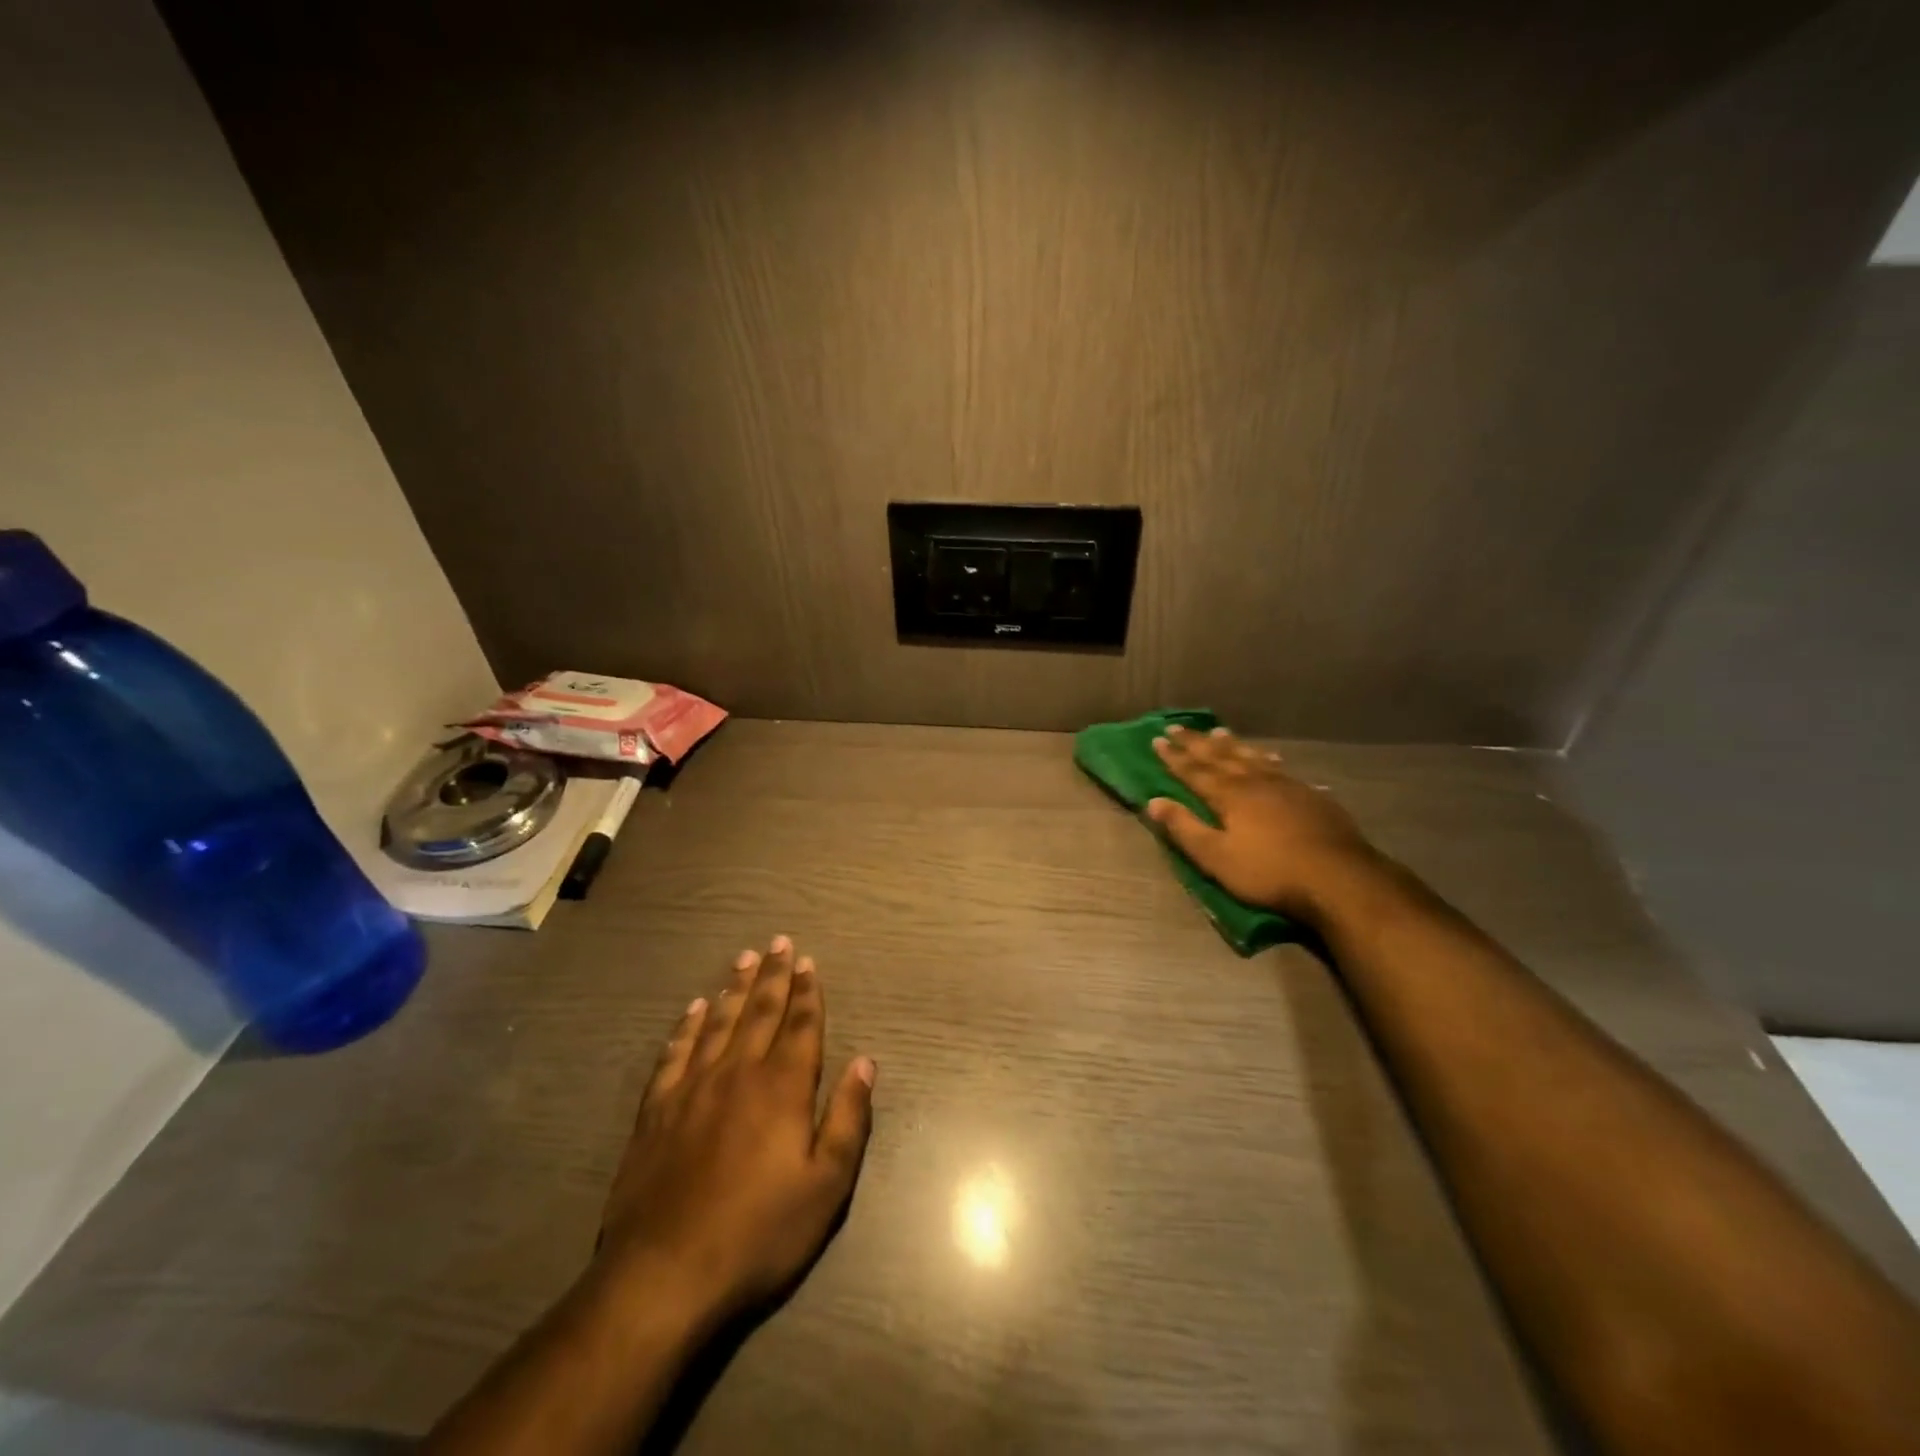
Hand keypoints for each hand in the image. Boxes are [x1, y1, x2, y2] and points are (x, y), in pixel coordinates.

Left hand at [596, 937, 874, 1328]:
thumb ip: (848, 1118)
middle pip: (760, 1012)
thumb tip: (866, 1062)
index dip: (807, 992)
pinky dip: (687, 1027)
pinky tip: (694, 1009)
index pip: (801, 1026)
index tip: (808, 962)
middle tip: (778, 942)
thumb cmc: (758, 1233)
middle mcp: (738, 1073)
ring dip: (734, 989)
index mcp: (783, 1087)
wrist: (664, 1274)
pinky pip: (675, 1053)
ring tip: (743, 959)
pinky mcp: (656, 1111)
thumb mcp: (825, 1185)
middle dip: (773, 976)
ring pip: (718, 1023)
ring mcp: (693, 1088)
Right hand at [1147, 725, 1380, 922]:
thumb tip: (1154, 802)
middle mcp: (1255, 782)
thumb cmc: (1269, 872)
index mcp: (1229, 795)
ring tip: (1220, 731)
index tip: (1157, 739)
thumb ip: (1185, 828)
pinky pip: (1283, 770)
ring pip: (1253, 757)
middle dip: (1196, 742)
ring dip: (1233, 745)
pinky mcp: (1312, 797)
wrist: (1338, 877)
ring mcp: (1287, 786)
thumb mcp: (1217, 857)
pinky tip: (1274, 759)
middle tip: (1177, 726)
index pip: (1194, 771)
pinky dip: (1270, 760)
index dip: (1174, 756)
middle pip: (1220, 756)